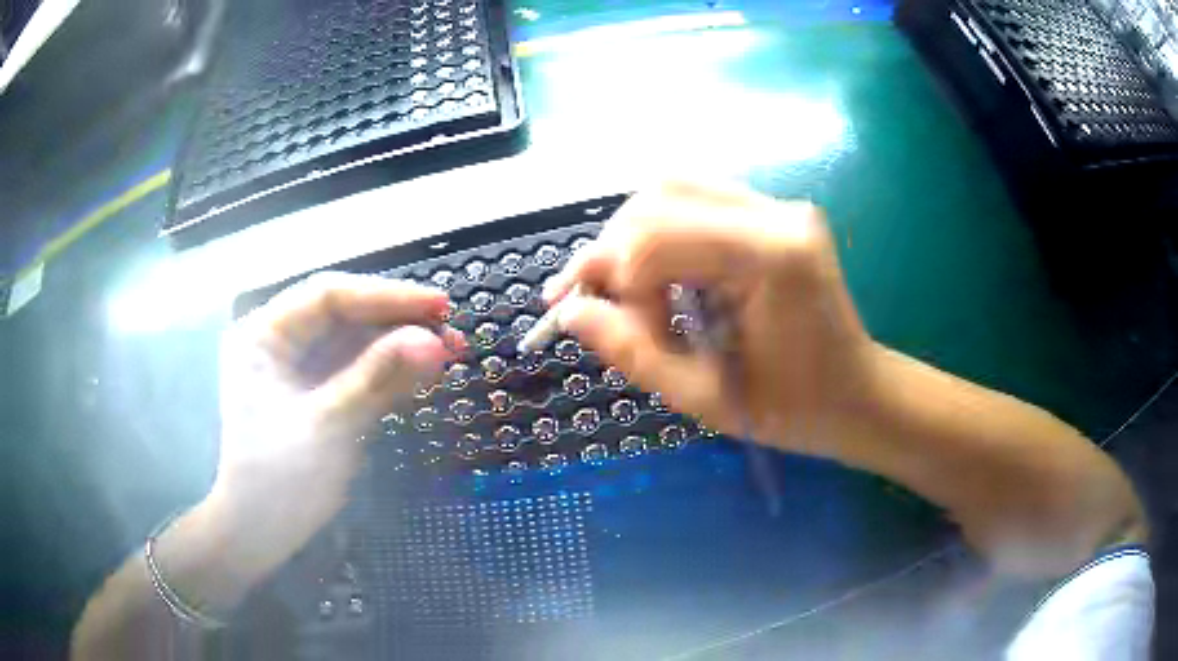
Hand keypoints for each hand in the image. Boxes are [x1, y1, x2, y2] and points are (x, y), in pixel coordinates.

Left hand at [206, 273, 461, 579]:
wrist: (261, 533)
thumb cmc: (279, 480)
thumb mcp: (329, 425)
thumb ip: (379, 378)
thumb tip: (435, 343)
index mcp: (265, 335)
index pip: (329, 296)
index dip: (386, 296)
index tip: (439, 306)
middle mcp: (281, 342)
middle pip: (345, 315)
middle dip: (398, 321)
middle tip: (452, 332)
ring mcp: (299, 369)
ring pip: (356, 342)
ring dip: (400, 346)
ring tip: (449, 352)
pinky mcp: (317, 394)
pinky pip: (358, 371)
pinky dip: (390, 372)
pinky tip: (423, 374)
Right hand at [545, 181, 873, 456]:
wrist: (857, 395)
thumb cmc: (795, 410)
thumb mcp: (706, 398)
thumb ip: (633, 352)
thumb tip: (571, 311)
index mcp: (774, 256)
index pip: (658, 236)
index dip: (612, 277)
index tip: (598, 322)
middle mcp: (777, 213)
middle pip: (659, 196)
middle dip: (613, 249)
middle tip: (592, 301)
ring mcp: (777, 206)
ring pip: (671, 190)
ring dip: (632, 238)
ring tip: (625, 293)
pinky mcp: (771, 213)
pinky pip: (694, 203)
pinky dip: (659, 236)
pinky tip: (658, 278)